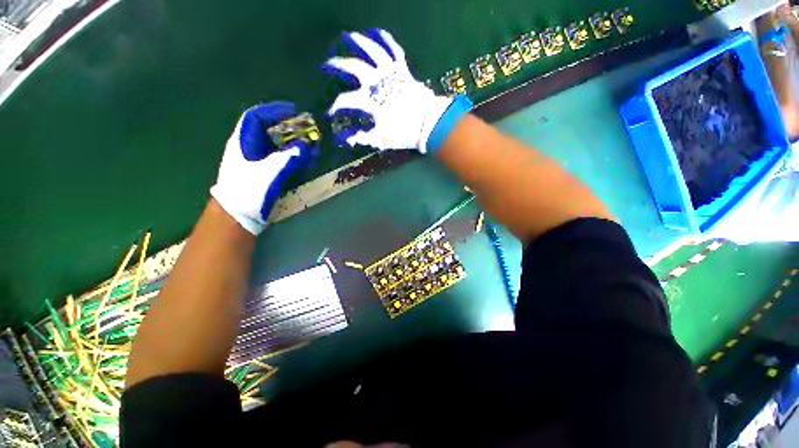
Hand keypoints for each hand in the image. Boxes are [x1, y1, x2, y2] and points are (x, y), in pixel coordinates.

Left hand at [210, 102, 310, 234]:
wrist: (238, 215)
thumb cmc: (249, 192)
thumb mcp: (269, 173)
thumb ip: (288, 159)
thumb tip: (306, 146)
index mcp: (243, 142)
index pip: (255, 116)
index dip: (274, 110)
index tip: (294, 111)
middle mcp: (247, 147)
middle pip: (266, 128)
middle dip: (286, 125)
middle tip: (305, 127)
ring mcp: (254, 159)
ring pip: (272, 141)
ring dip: (290, 139)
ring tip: (307, 141)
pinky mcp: (262, 170)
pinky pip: (277, 155)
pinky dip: (290, 153)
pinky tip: (301, 157)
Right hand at [324, 29, 472, 153]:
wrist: (428, 124)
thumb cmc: (403, 133)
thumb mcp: (382, 139)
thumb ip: (364, 138)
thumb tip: (350, 139)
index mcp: (369, 101)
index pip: (346, 101)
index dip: (336, 106)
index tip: (331, 112)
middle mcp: (376, 83)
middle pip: (353, 67)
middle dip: (338, 65)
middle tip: (329, 64)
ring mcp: (390, 74)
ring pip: (372, 51)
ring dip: (360, 43)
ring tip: (350, 37)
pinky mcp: (402, 70)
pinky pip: (393, 51)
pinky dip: (387, 40)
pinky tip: (379, 33)